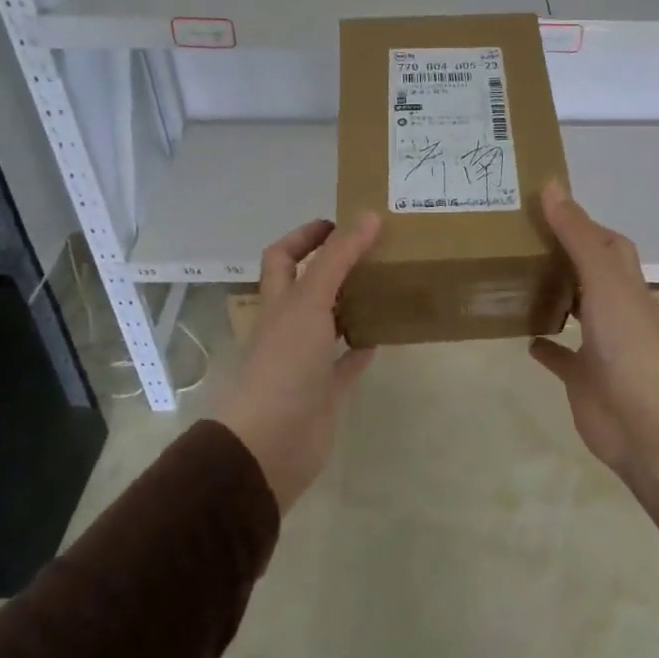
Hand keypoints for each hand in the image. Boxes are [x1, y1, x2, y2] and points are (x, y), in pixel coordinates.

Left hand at [216, 213, 380, 512]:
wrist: (271, 442)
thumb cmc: (284, 363)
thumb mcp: (310, 301)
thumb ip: (338, 258)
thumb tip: (368, 215)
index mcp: (277, 301)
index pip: (283, 257)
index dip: (305, 236)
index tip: (340, 223)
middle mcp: (288, 325)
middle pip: (309, 286)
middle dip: (335, 266)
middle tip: (374, 250)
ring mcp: (306, 359)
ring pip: (331, 321)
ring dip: (353, 303)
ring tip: (387, 283)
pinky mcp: (325, 389)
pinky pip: (346, 361)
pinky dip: (362, 346)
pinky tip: (385, 332)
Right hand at [529, 182, 658, 526]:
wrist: (642, 420)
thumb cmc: (626, 341)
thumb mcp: (601, 278)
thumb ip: (576, 234)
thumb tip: (551, 185)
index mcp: (624, 282)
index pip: (608, 243)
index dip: (584, 224)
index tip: (547, 209)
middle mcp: (615, 308)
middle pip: (591, 273)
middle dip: (563, 256)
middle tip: (520, 239)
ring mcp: (600, 344)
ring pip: (576, 311)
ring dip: (554, 295)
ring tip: (516, 278)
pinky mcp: (583, 377)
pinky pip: (561, 356)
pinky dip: (546, 344)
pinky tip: (523, 336)